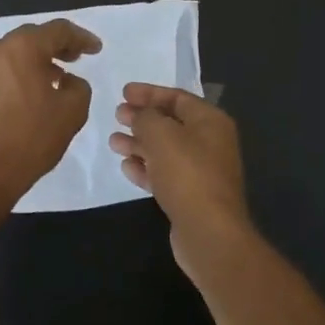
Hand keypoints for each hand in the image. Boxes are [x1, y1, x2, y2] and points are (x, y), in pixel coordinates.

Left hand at [0, 19, 101, 208]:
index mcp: (23, 48)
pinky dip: (20, 77)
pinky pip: (2, 74)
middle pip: (33, 38)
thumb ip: (79, 87)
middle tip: (76, 57)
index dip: (81, 37)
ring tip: (56, 78)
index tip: (96, 49)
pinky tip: (31, 97)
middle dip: (57, 45)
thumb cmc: (30, 138)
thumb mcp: (72, 111)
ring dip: (37, 62)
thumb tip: (67, 81)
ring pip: (14, 56)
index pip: (58, 30)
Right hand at [110, 83, 254, 275]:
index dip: (149, 93)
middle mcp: (210, 143)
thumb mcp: (161, 135)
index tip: (123, 93)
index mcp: (210, 121)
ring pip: (166, 150)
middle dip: (142, 118)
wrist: (208, 232)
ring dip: (140, 144)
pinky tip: (126, 167)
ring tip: (114, 142)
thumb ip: (146, 118)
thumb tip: (139, 115)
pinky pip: (165, 174)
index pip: (177, 97)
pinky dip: (146, 168)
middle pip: (171, 123)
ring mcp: (202, 171)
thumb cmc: (187, 173)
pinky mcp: (191, 196)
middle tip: (117, 115)